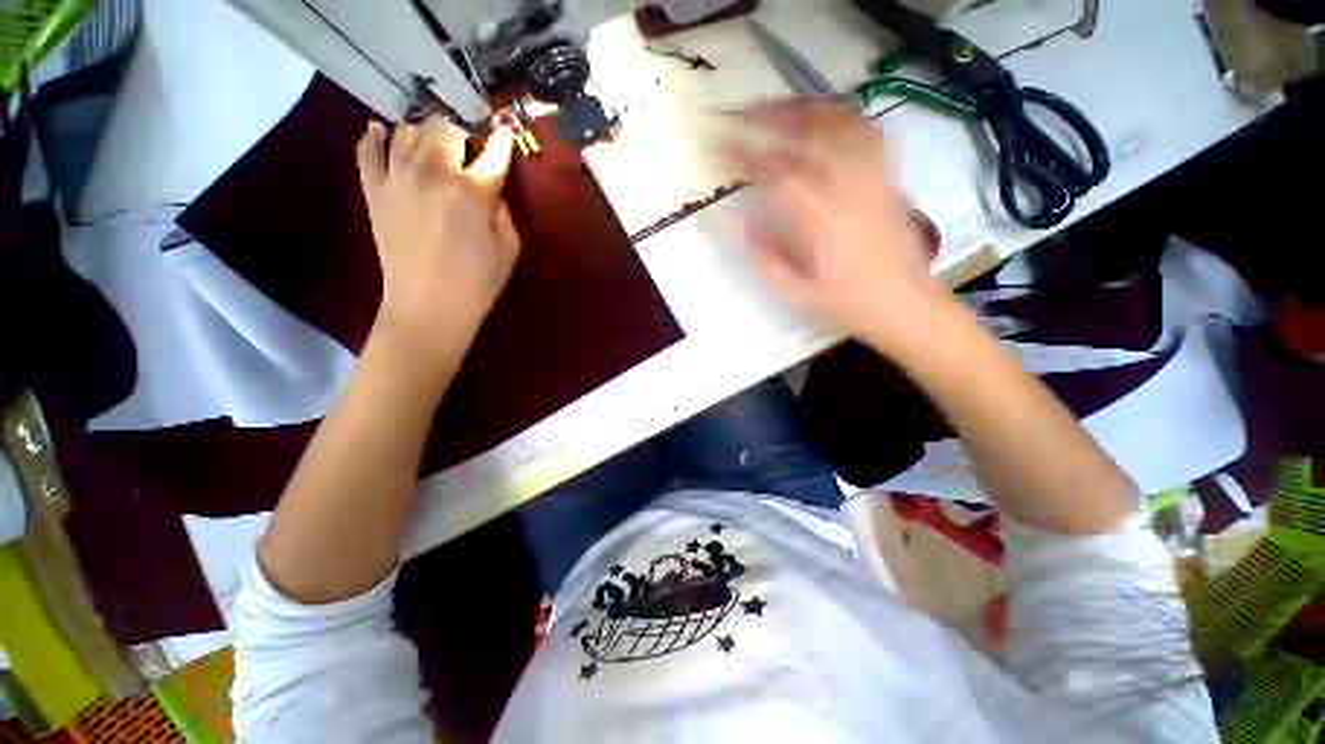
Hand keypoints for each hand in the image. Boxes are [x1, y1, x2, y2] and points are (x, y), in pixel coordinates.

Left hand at [356, 116, 518, 372]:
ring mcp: (398, 178)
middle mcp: (434, 172)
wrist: (428, 308)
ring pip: (407, 130)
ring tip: (433, 142)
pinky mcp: (374, 191)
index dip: (503, 142)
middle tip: (468, 143)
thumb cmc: (478, 283)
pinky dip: (373, 136)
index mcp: (473, 190)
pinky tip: (380, 131)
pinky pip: (367, 151)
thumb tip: (490, 192)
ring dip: (425, 131)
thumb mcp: (509, 250)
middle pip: (445, 126)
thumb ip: (503, 212)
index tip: (506, 134)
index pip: (493, 152)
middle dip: (461, 130)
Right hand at [725, 98, 951, 348]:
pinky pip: (867, 132)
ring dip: (801, 108)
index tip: (718, 145)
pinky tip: (823, 116)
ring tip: (775, 106)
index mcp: (820, 221)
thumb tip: (731, 220)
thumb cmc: (846, 305)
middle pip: (806, 135)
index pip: (775, 173)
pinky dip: (841, 115)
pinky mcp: (888, 177)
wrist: (904, 305)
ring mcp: (872, 177)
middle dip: (766, 118)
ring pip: (837, 124)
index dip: (742, 154)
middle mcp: (847, 188)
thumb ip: (762, 256)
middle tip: (737, 113)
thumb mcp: (794, 294)